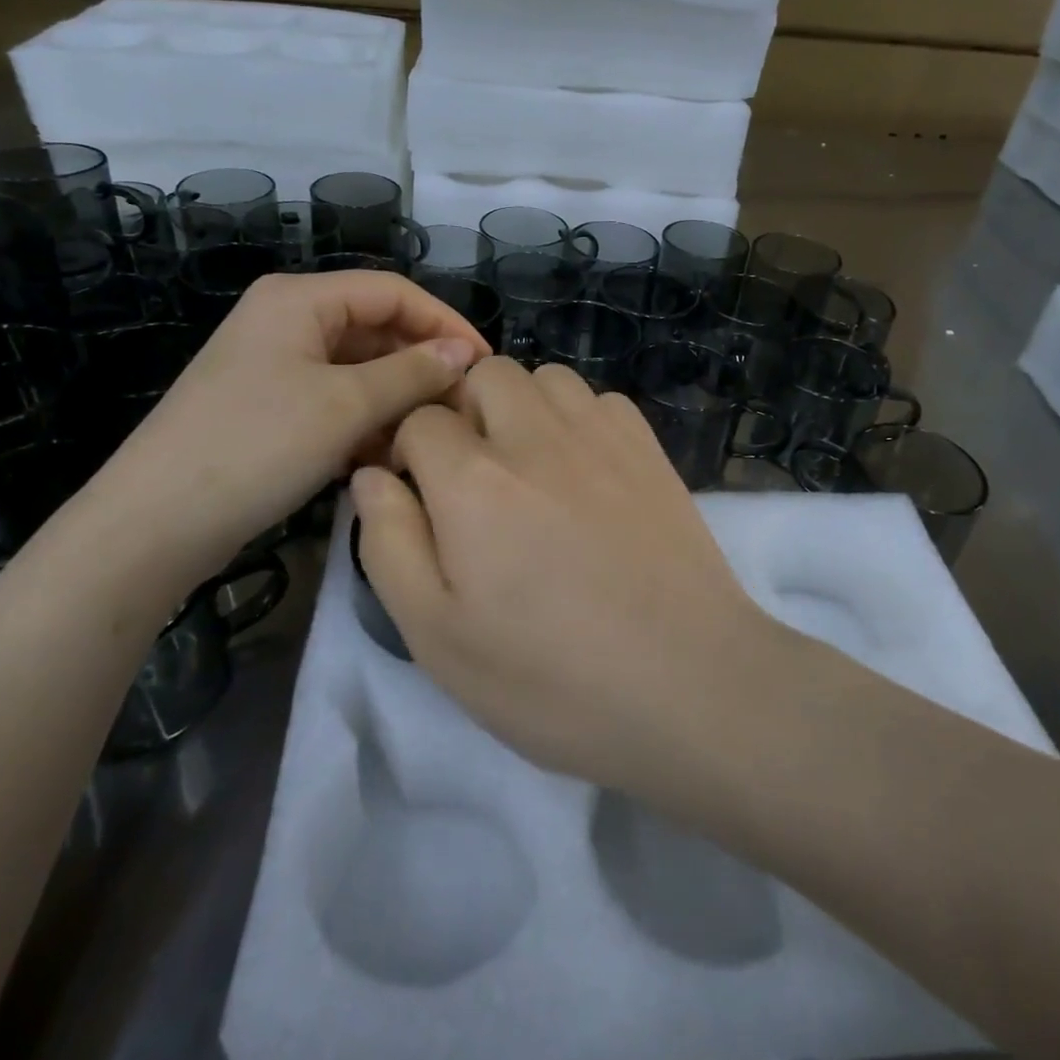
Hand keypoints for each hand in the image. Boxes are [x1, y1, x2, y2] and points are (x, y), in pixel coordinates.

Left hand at [87, 272, 487, 575]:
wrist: (152, 525)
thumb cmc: (256, 447)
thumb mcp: (345, 406)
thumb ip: (412, 373)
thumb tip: (465, 354)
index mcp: (299, 299)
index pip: (394, 291)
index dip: (445, 323)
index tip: (485, 364)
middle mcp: (286, 320)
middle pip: (376, 328)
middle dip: (422, 366)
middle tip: (463, 408)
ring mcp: (275, 365)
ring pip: (358, 369)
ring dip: (397, 399)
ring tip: (428, 438)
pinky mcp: (269, 406)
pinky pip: (335, 399)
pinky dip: (365, 421)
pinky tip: (386, 456)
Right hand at [352, 358, 780, 793]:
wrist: (688, 684)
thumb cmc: (550, 677)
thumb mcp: (437, 635)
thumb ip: (389, 543)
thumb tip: (371, 474)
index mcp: (473, 481)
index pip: (420, 420)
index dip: (409, 452)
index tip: (421, 494)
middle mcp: (535, 436)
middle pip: (483, 375)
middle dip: (464, 413)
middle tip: (474, 478)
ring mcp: (600, 434)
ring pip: (544, 377)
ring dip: (522, 407)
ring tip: (529, 468)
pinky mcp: (648, 446)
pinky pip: (598, 399)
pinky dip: (577, 418)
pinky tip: (584, 470)